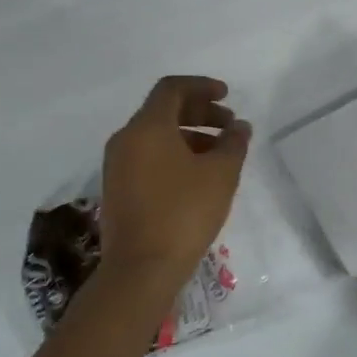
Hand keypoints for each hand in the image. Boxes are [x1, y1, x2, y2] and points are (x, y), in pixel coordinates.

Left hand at [100, 76, 250, 277]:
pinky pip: (148, 157)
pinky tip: (197, 176)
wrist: (141, 269)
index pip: (172, 88)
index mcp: (147, 127)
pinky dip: (174, 155)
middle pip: (163, 110)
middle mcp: (126, 139)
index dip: (202, 86)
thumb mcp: (221, 174)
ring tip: (220, 154)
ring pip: (156, 136)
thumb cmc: (184, 213)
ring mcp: (117, 166)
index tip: (227, 96)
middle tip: (230, 125)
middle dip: (200, 112)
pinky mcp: (117, 189)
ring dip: (190, 135)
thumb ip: (233, 143)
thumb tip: (239, 126)